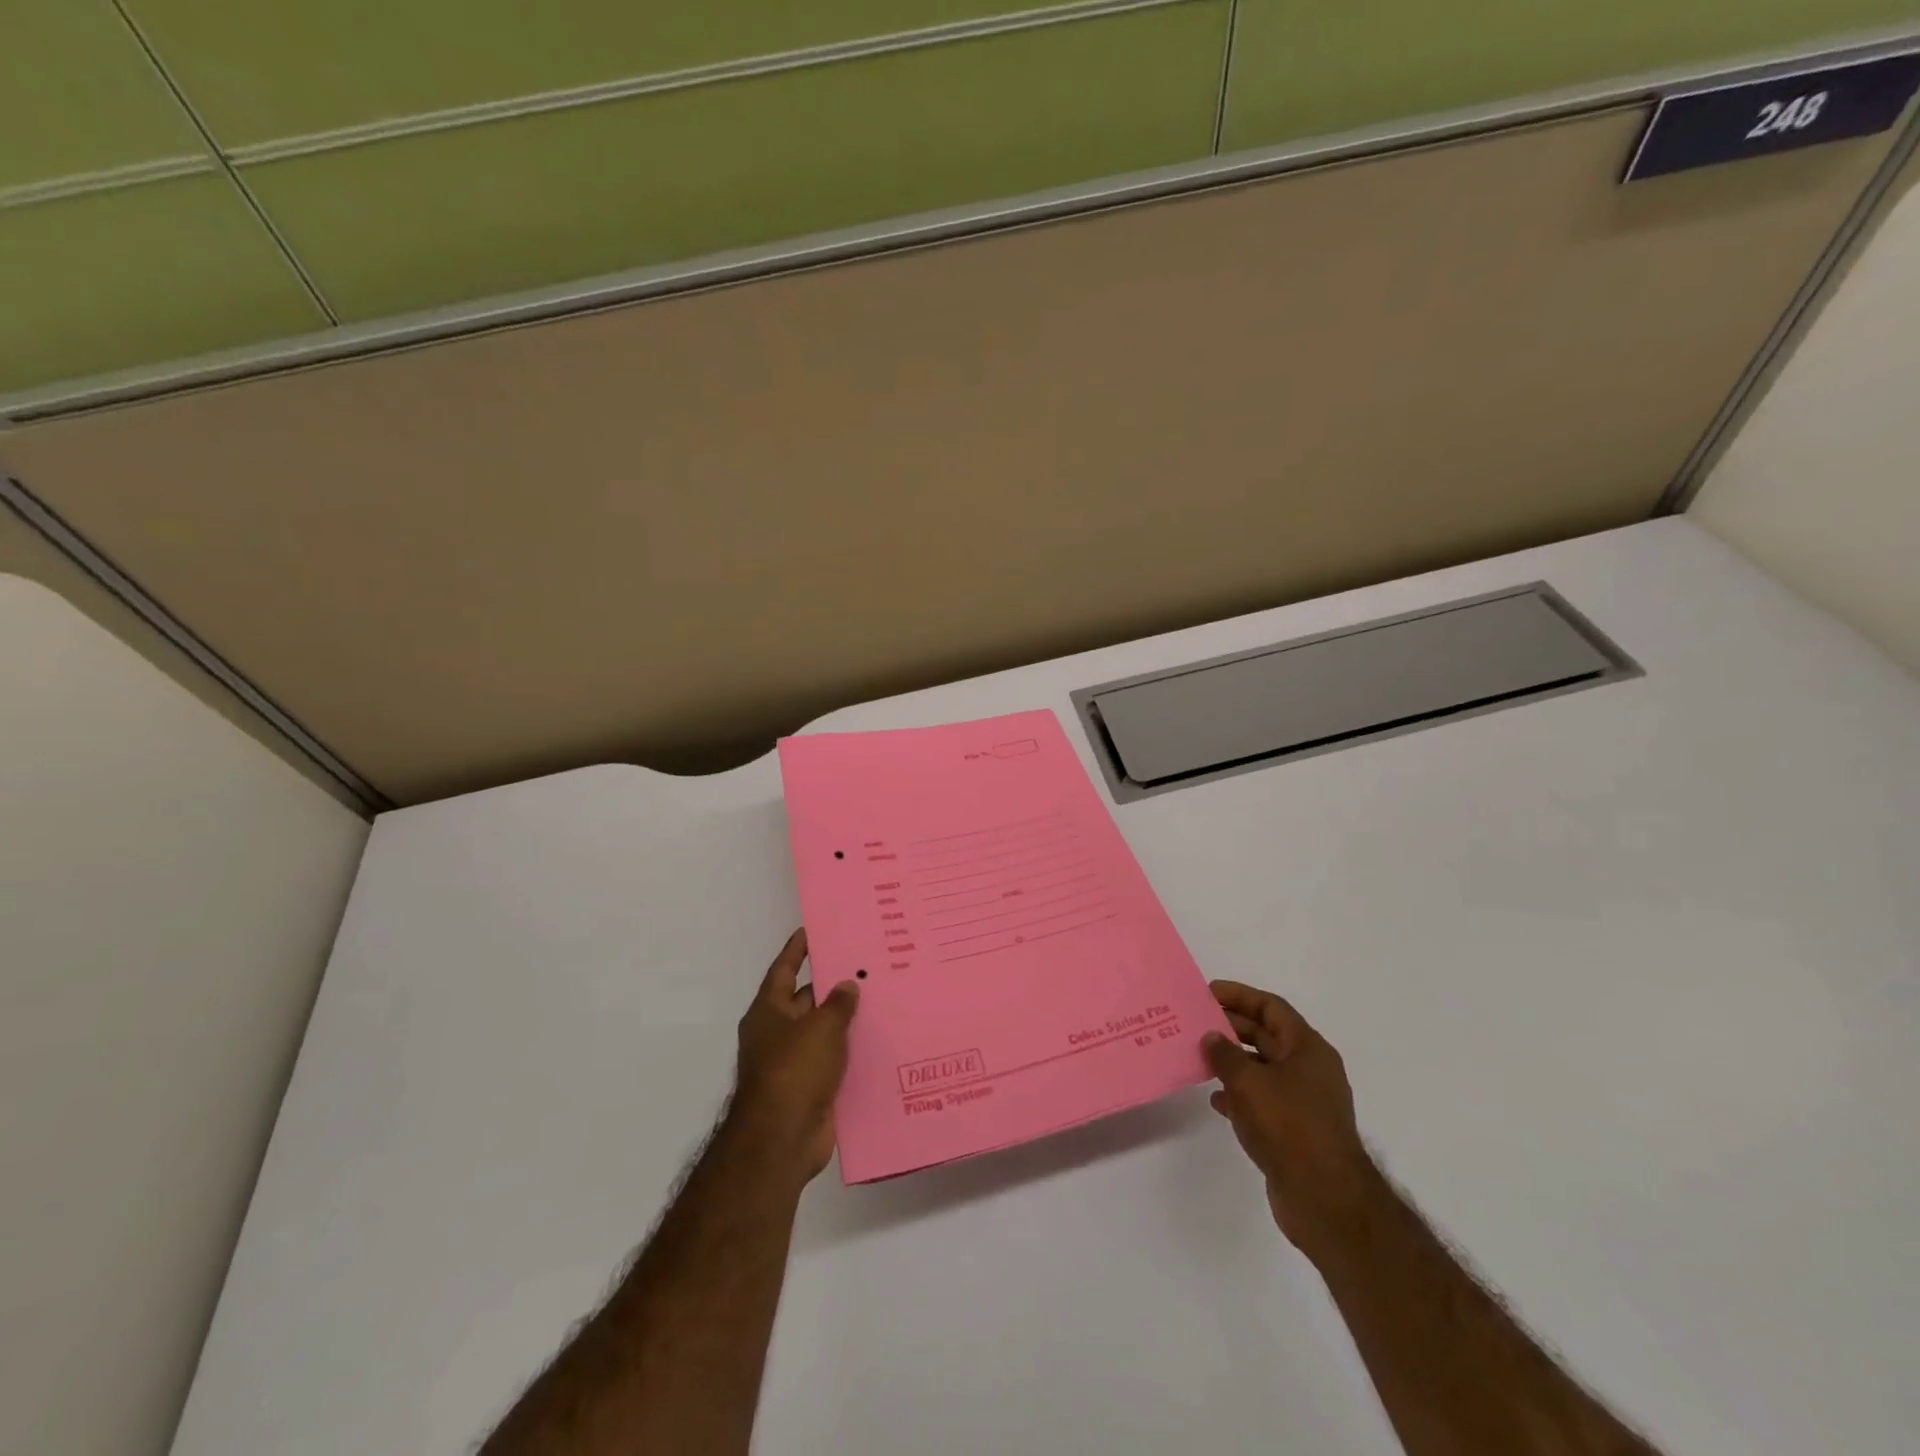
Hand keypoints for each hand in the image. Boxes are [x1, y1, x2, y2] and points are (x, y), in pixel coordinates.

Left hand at [728, 928, 859, 1185]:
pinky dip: (852, 1052)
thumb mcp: (821, 1028)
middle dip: (833, 985)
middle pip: (807, 1000)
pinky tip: (880, 1042)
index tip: (813, 929)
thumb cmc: (794, 1070)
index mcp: (769, 1011)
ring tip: (882, 998)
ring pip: (824, 1032)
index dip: (797, 949)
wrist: (782, 1140)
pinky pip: (834, 1062)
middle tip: (866, 964)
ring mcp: (793, 1063)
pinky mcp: (810, 1089)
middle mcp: (777, 1033)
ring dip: (847, 1020)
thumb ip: (838, 1004)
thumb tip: (848, 984)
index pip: (784, 969)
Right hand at [1203, 980, 1375, 1246]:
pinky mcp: (1295, 1131)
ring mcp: (1304, 1102)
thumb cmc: (1289, 1127)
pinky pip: (1262, 1100)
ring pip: (1262, 1068)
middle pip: (1266, 1035)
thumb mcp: (1249, 1082)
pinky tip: (1216, 1099)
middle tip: (1195, 1023)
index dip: (1239, 996)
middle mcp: (1309, 1070)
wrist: (1325, 1200)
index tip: (1207, 992)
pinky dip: (1239, 1094)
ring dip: (1231, 1061)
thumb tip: (1211, 1037)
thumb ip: (1225, 1054)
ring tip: (1198, 1057)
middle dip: (1231, 1027)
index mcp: (1308, 1049)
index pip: (1271, 1007)